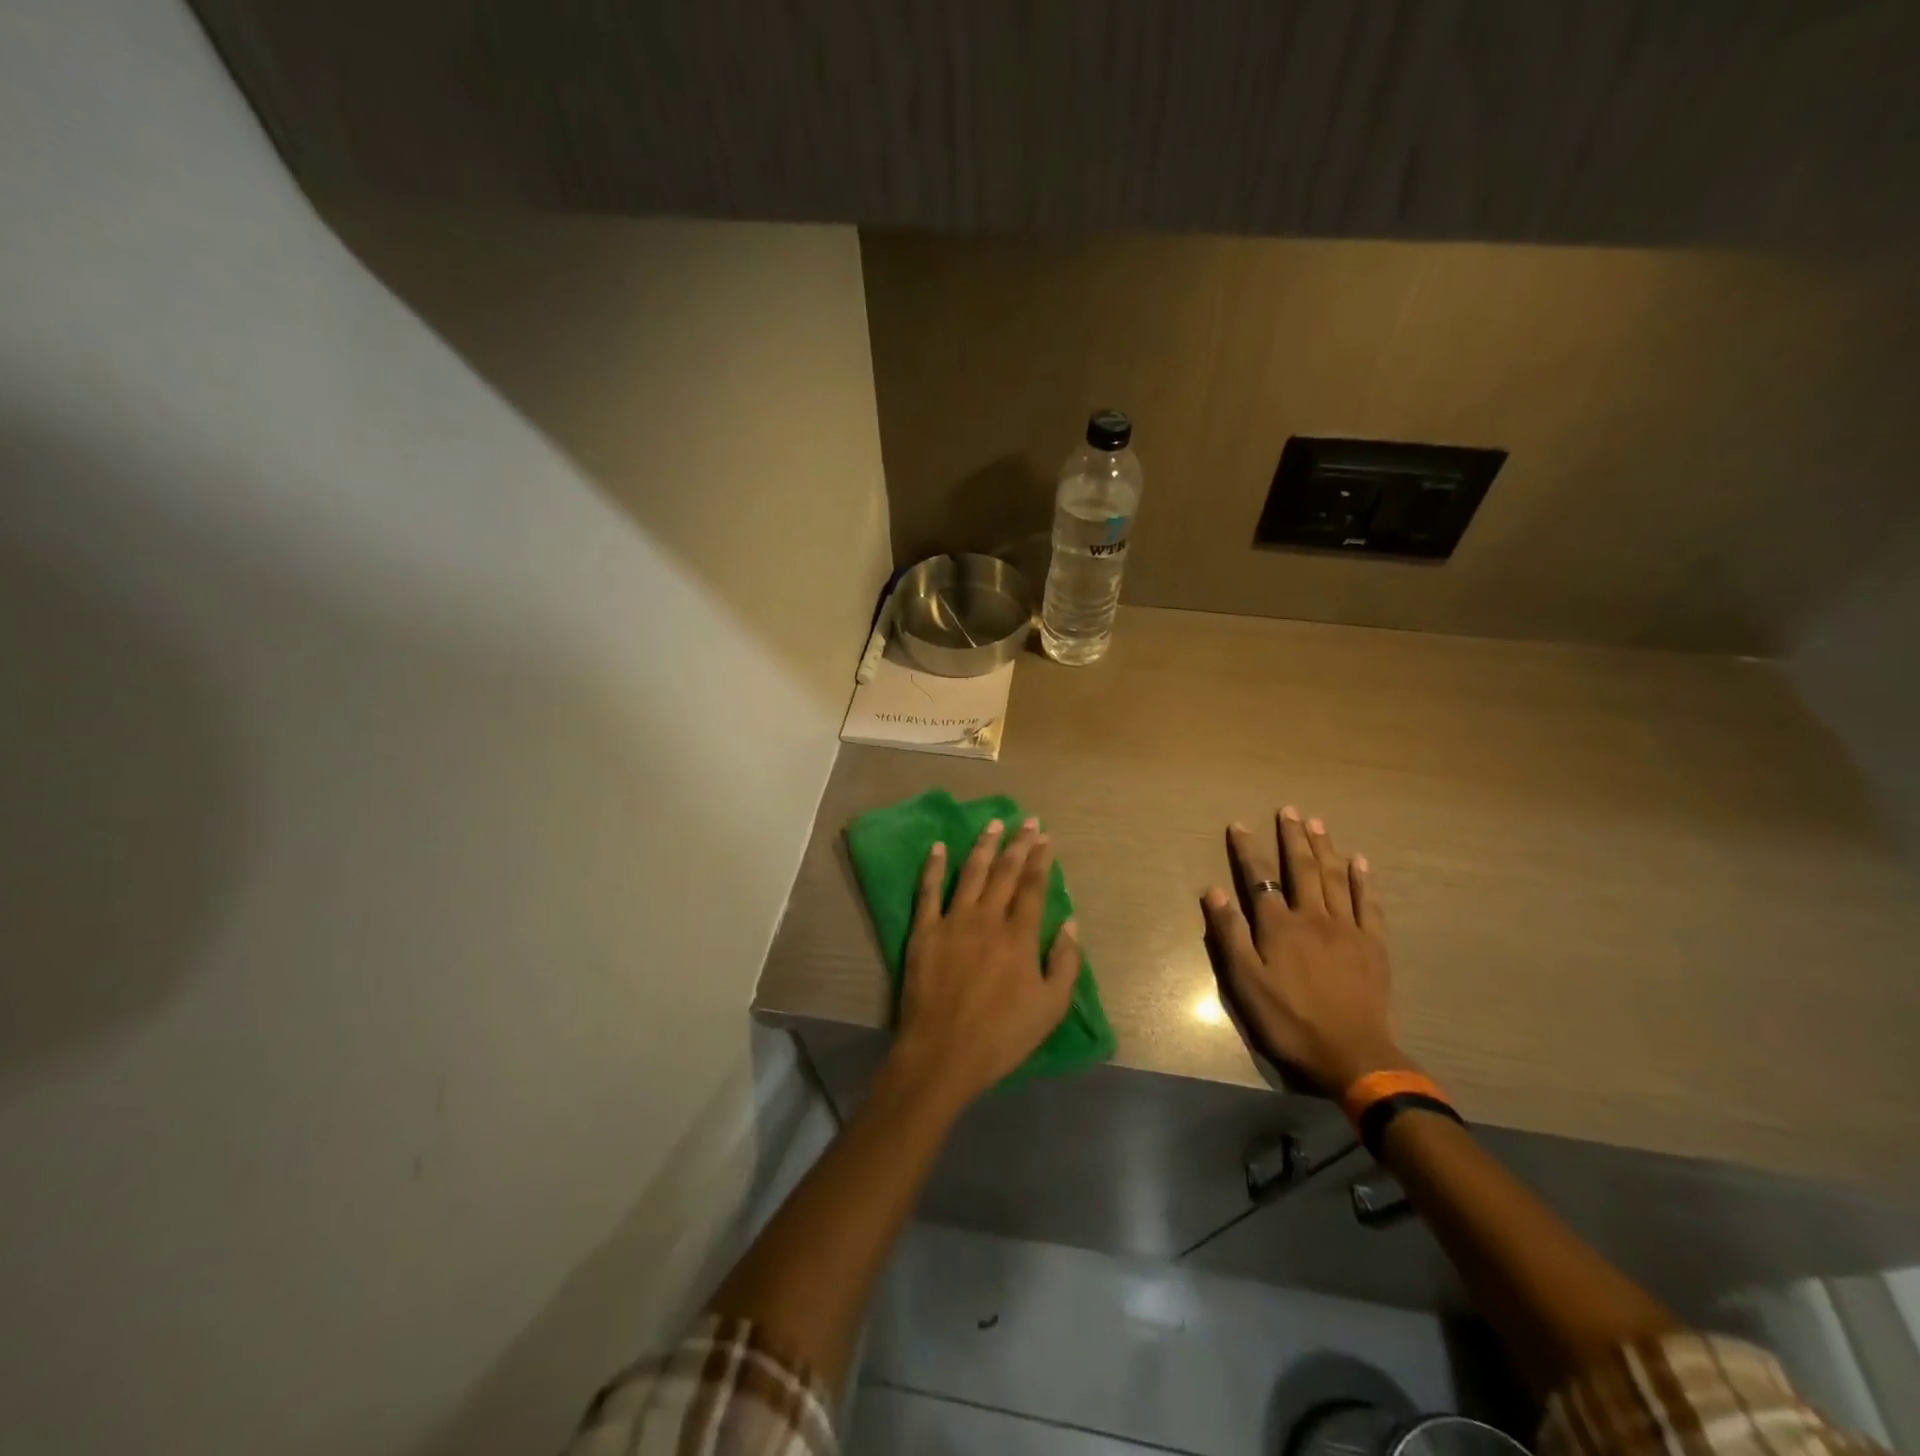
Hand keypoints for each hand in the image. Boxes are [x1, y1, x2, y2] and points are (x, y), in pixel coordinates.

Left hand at [888, 816, 1081, 1109]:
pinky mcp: (924, 931)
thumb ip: (1065, 963)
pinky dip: (934, 867)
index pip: (1033, 887)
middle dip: (1018, 844)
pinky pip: (928, 891)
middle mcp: (987, 919)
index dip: (1040, 859)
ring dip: (984, 846)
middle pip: (1005, 872)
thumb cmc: (1002, 1036)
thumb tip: (1070, 922)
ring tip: (993, 824)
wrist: (943, 1053)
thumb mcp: (1050, 1008)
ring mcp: (952, 922)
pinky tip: (939, 847)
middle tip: (1027, 821)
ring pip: (971, 873)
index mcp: (1020, 936)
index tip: (1045, 837)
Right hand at [1201, 807, 1408, 1094]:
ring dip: (1325, 847)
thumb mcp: (1246, 983)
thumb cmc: (1290, 1020)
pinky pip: (1367, 903)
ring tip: (1317, 823)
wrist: (1352, 1054)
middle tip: (1289, 810)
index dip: (1247, 850)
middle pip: (1302, 868)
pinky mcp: (1373, 944)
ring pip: (1335, 878)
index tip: (1240, 824)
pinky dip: (1362, 879)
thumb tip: (1212, 891)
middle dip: (1293, 837)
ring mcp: (1347, 928)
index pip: (1259, 879)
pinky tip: (1359, 861)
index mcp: (1279, 927)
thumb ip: (1230, 935)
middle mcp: (1313, 917)